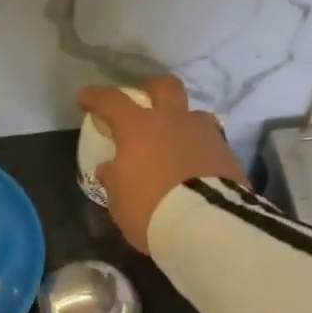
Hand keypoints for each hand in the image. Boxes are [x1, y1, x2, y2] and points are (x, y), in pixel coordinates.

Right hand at [76, 75, 247, 251]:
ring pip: (193, 114)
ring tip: (175, 142)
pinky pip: (210, 142)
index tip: (84, 98)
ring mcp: (205, 133)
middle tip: (142, 102)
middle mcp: (173, 120)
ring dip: (181, 123)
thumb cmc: (150, 209)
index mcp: (139, 127)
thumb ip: (113, 178)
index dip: (95, 97)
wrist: (206, 225)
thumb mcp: (119, 199)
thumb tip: (110, 168)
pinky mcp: (227, 153)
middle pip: (165, 87)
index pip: (112, 101)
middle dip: (151, 89)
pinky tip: (195, 166)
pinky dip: (199, 149)